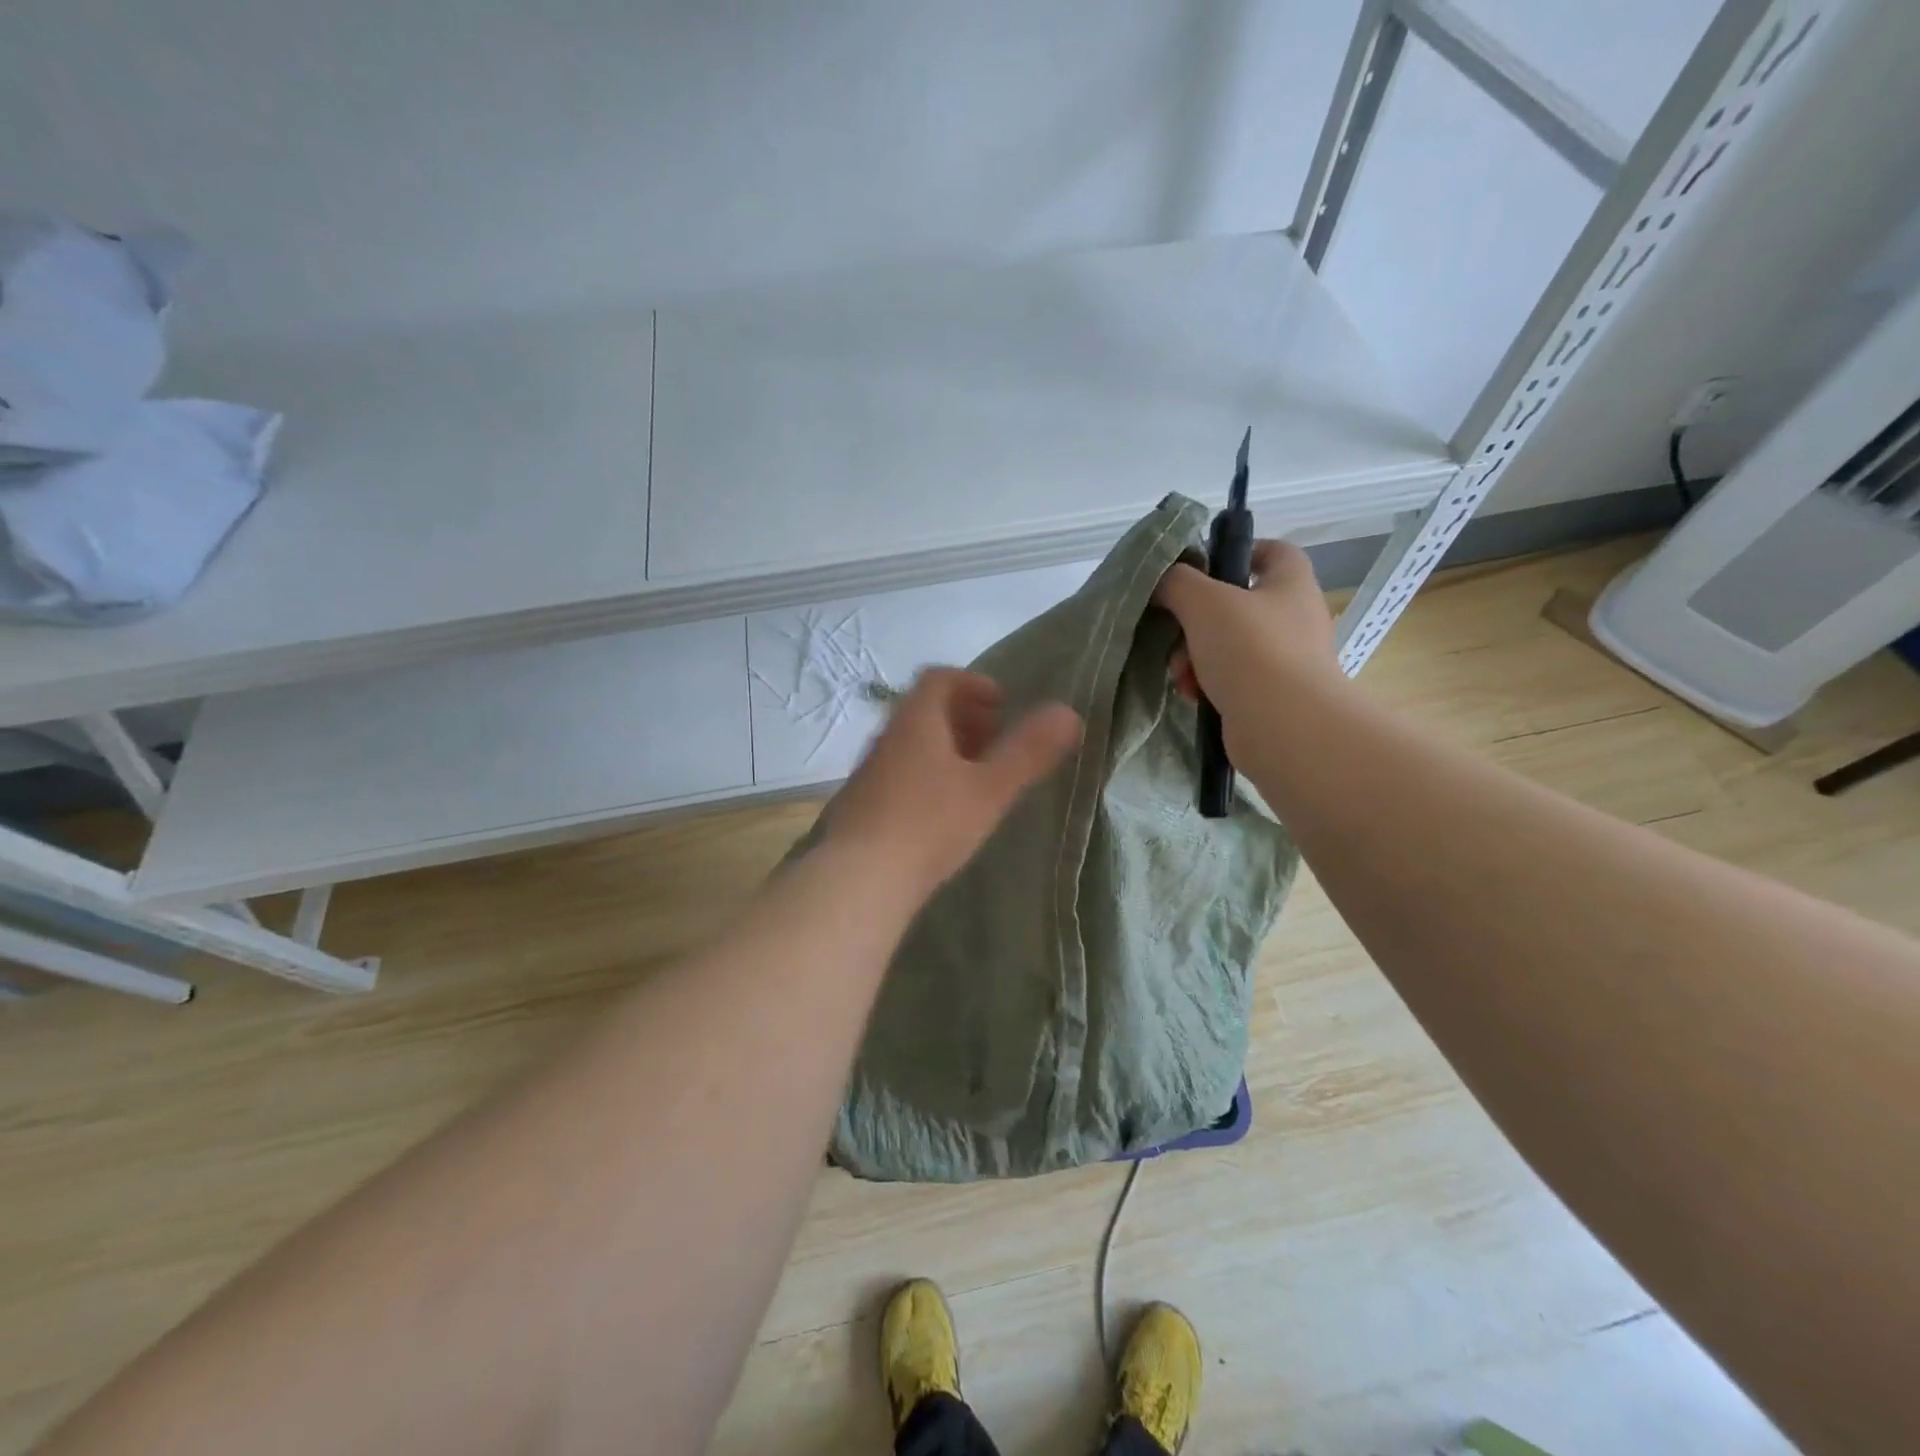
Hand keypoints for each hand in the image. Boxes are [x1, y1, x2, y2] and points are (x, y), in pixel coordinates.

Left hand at [823, 668, 1081, 895]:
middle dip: (962, 717)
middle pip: (924, 710)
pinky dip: (924, 775)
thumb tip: (1069, 713)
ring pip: (910, 743)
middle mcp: (886, 738)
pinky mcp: (859, 805)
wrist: (859, 879)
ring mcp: (868, 772)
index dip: (972, 683)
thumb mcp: (989, 789)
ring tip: (973, 777)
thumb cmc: (930, 825)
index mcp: (916, 722)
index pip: (939, 679)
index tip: (1000, 704)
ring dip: (943, 748)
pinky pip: (897, 773)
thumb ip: (1028, 752)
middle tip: (993, 740)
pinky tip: (939, 812)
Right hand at [1154, 540, 1342, 754]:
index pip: (1271, 551)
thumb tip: (1162, 580)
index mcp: (1290, 583)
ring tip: (1181, 675)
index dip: (1236, 553)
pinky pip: (1231, 681)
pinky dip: (1207, 685)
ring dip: (1194, 658)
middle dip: (1195, 622)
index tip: (1200, 570)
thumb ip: (1177, 582)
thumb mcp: (1204, 602)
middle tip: (1175, 636)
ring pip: (1226, 646)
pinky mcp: (1272, 697)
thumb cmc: (1251, 650)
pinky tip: (1192, 696)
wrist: (1285, 727)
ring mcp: (1286, 660)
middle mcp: (1294, 618)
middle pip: (1235, 605)